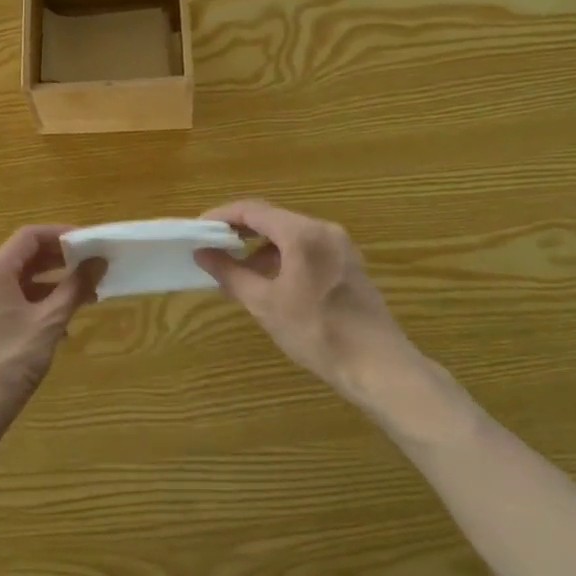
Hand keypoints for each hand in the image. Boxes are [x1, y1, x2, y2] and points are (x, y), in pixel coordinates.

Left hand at [0, 225, 103, 445]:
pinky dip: (39, 303)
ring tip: (85, 296)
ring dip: (53, 284)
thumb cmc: (9, 363)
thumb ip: (74, 288)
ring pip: (21, 281)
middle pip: (25, 256)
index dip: (62, 234)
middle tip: (93, 267)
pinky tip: (62, 324)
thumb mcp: (48, 323)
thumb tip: (98, 261)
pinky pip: (14, 301)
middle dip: (61, 260)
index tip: (91, 242)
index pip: (30, 237)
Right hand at [194, 200, 419, 401]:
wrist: (377, 365)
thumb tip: (202, 253)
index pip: (252, 210)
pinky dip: (283, 256)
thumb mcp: (265, 304)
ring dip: (261, 246)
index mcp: (302, 234)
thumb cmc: (317, 332)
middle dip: (240, 231)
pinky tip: (271, 281)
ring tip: (238, 271)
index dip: (221, 216)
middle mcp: (323, 230)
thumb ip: (230, 273)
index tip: (198, 229)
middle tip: (213, 247)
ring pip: (291, 233)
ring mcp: (340, 245)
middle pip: (273, 218)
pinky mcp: (349, 263)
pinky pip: (308, 247)